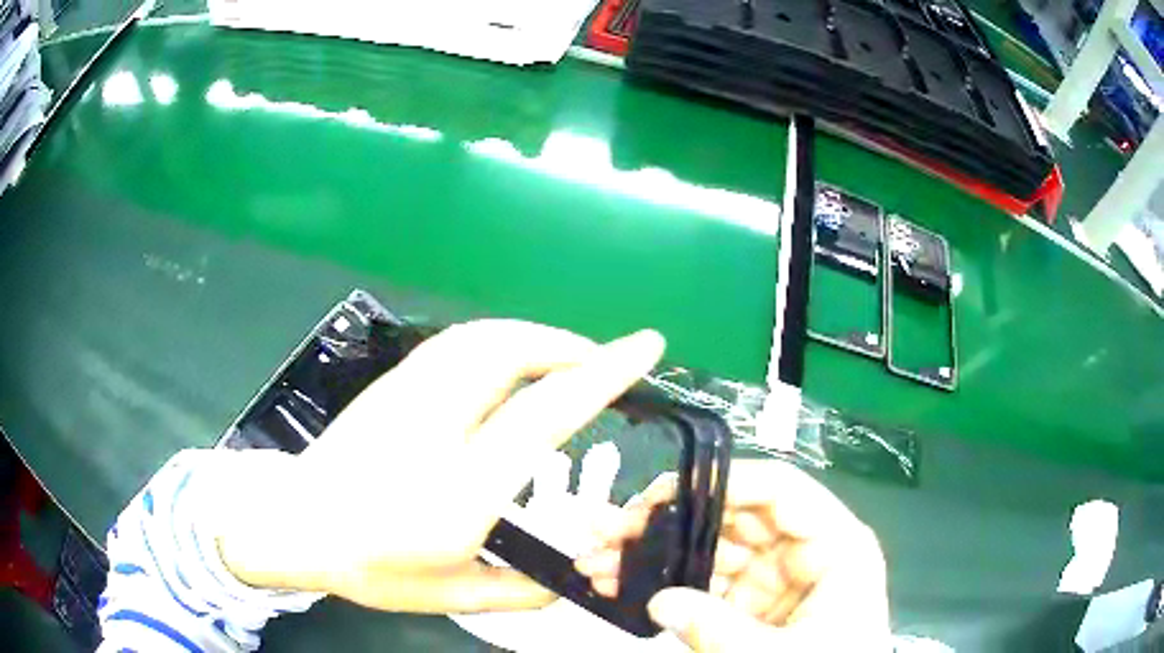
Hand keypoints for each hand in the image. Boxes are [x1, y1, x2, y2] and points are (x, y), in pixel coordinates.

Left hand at [214, 320, 665, 613]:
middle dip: (571, 346)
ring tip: (567, 358)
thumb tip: (566, 583)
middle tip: (607, 362)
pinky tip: (513, 363)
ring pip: (484, 336)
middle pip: (512, 352)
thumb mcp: (449, 596)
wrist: (294, 524)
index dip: (603, 374)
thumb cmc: (368, 564)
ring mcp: (408, 395)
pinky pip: (459, 342)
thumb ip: (518, 592)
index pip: (544, 413)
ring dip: (536, 337)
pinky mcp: (392, 384)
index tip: (645, 347)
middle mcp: (436, 426)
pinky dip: (501, 340)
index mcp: (459, 487)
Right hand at [576, 460, 890, 650]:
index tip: (663, 494)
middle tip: (610, 527)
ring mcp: (772, 582)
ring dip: (653, 554)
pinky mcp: (749, 608)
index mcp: (835, 546)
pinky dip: (661, 585)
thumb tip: (657, 600)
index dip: (723, 483)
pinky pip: (701, 586)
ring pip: (708, 551)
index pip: (781, 491)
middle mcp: (802, 553)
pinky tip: (618, 584)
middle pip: (733, 518)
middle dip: (668, 521)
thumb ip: (719, 629)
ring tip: (596, 559)